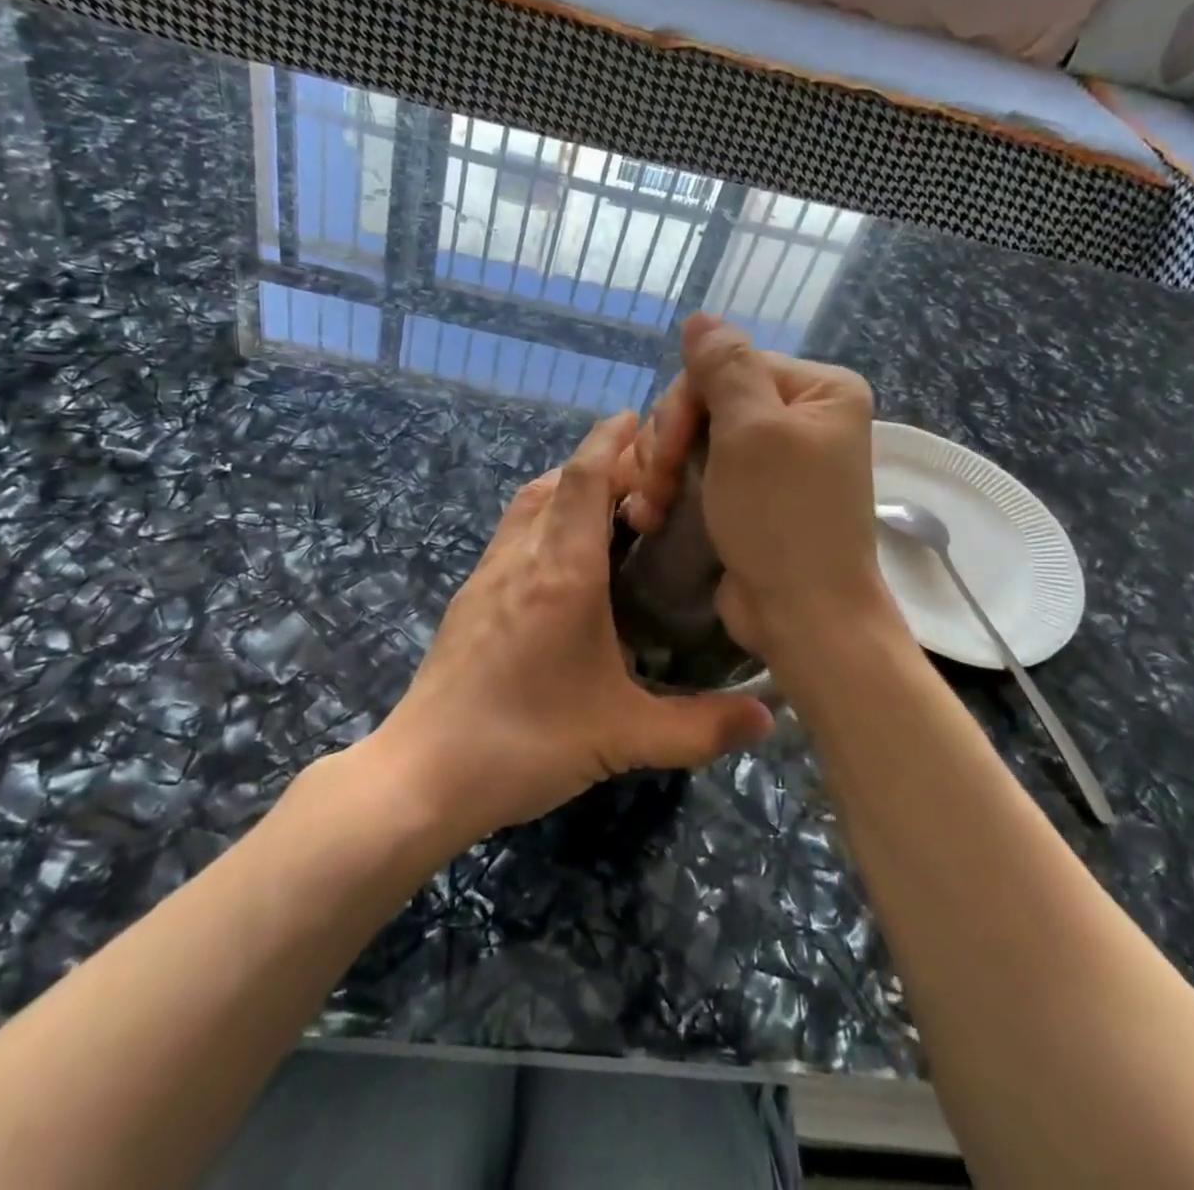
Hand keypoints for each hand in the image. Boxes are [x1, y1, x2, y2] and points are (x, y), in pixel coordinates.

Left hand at [365, 412, 775, 850]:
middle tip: (645, 476)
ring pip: (528, 505)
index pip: (584, 477)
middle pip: (556, 481)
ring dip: (566, 489)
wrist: (423, 774)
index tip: (641, 419)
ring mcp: (487, 576)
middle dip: (598, 463)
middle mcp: (521, 558)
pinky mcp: (469, 599)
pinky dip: (543, 521)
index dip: (611, 439)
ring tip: (609, 508)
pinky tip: (563, 563)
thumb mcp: (624, 736)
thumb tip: (770, 717)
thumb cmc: (525, 743)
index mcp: (562, 571)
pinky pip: (512, 535)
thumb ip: (702, 727)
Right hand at [618, 314, 890, 663]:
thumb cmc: (782, 519)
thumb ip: (725, 366)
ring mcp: (771, 459)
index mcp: (816, 390)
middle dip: (669, 442)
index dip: (685, 404)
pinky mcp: (747, 494)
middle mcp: (798, 417)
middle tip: (655, 487)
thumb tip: (701, 317)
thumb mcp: (753, 431)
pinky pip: (696, 471)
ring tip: (649, 508)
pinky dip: (668, 490)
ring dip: (659, 469)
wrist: (803, 617)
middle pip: (706, 400)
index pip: (728, 366)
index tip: (666, 454)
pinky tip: (649, 514)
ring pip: (692, 437)